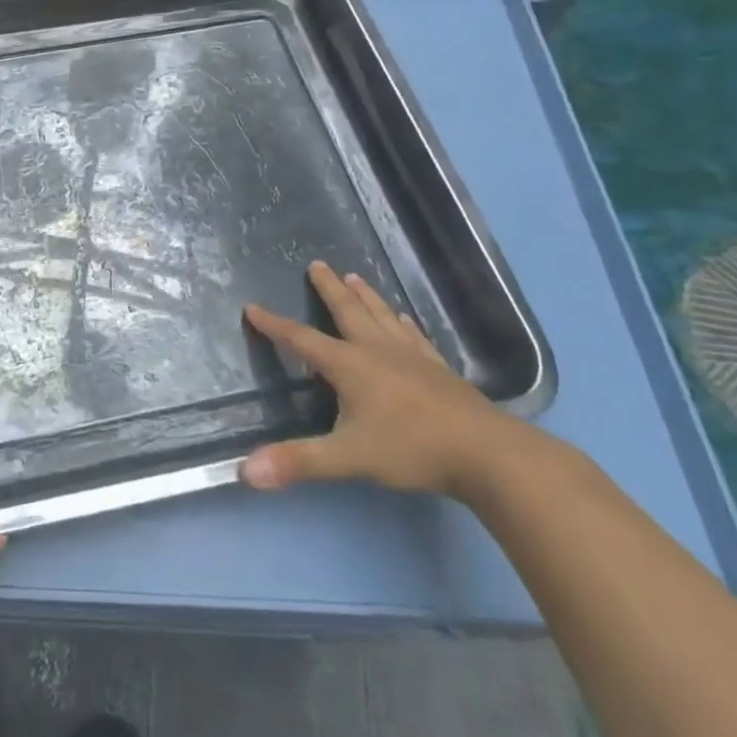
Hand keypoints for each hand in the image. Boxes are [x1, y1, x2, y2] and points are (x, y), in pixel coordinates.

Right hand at [241, 261, 526, 500]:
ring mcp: (413, 358)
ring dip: (366, 297)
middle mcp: (378, 352)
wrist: (489, 455)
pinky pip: (414, 337)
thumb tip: (247, 472)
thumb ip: (298, 461)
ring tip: (355, 277)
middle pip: (348, 312)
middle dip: (329, 289)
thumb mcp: (348, 458)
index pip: (302, 340)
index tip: (252, 307)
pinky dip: (403, 324)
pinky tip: (404, 319)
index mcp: (350, 366)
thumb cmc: (412, 449)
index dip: (274, 325)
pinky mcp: (439, 371)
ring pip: (382, 317)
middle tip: (316, 264)